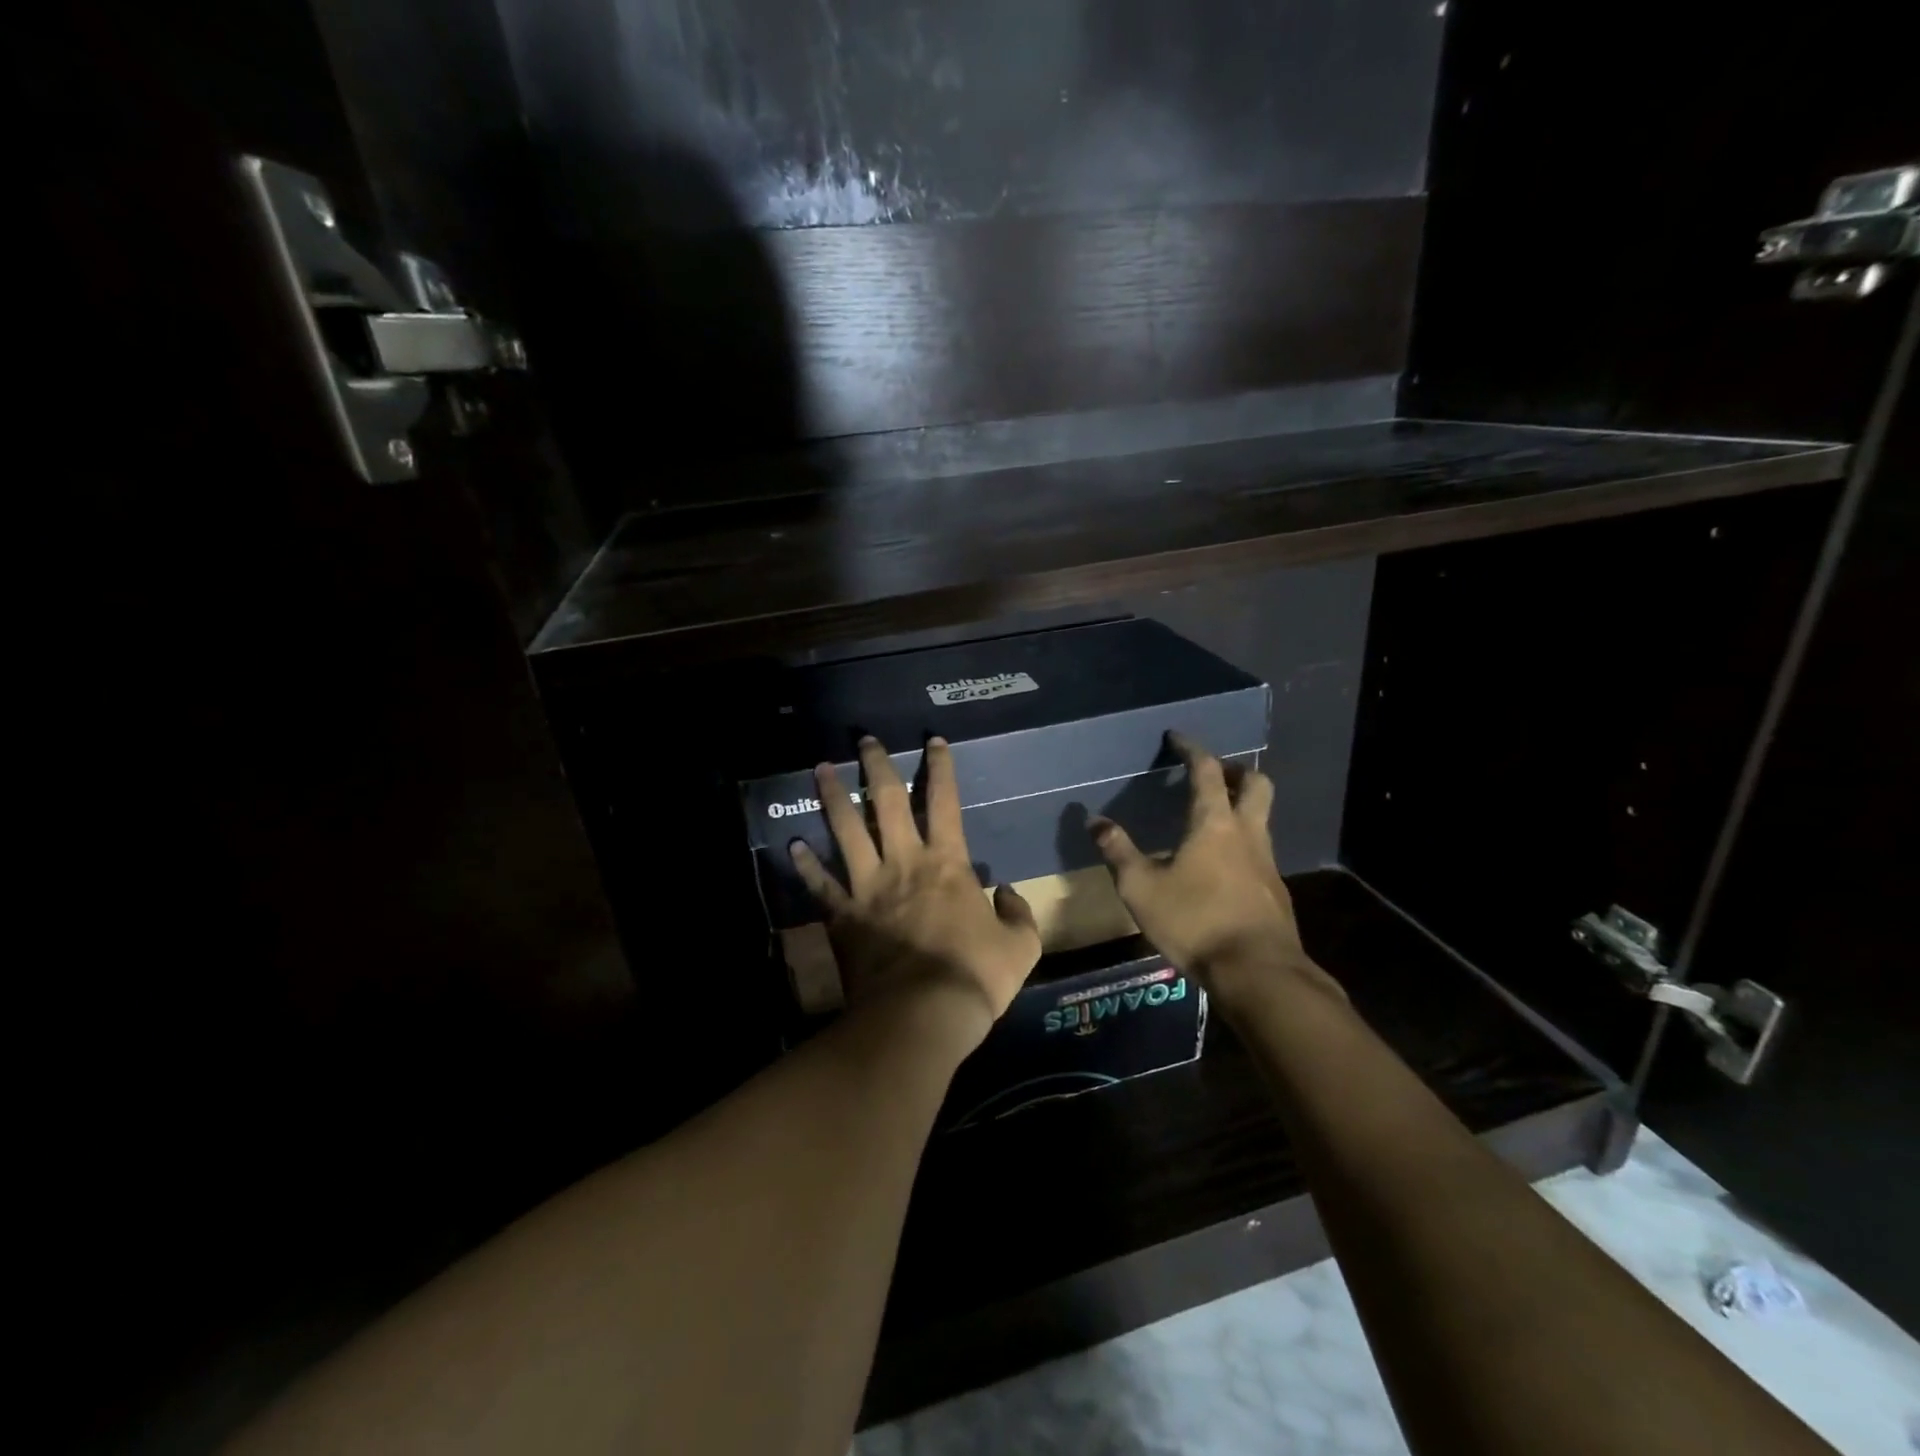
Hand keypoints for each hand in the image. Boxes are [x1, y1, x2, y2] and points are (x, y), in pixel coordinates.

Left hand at [790, 735, 1041, 1048]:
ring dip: (832, 797)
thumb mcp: (1021, 946)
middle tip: (865, 740)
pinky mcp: (842, 916)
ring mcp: (867, 887)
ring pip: (846, 830)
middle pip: (886, 802)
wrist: (922, 1015)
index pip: (944, 802)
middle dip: (877, 766)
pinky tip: (793, 846)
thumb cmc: (975, 976)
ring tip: (819, 770)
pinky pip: (820, 884)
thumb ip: (1019, 914)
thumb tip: (1008, 893)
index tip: (932, 742)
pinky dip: (805, 865)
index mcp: (947, 863)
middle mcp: (903, 862)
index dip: (940, 768)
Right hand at [1089, 734, 1324, 1000]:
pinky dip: (1243, 842)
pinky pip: (1261, 850)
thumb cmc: (1194, 921)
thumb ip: (1118, 851)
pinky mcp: (1275, 890)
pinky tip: (1222, 866)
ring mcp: (1267, 862)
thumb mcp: (1140, 887)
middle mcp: (1246, 832)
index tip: (1178, 738)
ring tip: (1213, 818)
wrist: (1257, 971)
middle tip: (1212, 774)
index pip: (1206, 770)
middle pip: (1255, 783)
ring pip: (1262, 817)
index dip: (1191, 749)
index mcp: (1213, 823)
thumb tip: (1094, 820)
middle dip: (1235, 770)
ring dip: (1242, 806)